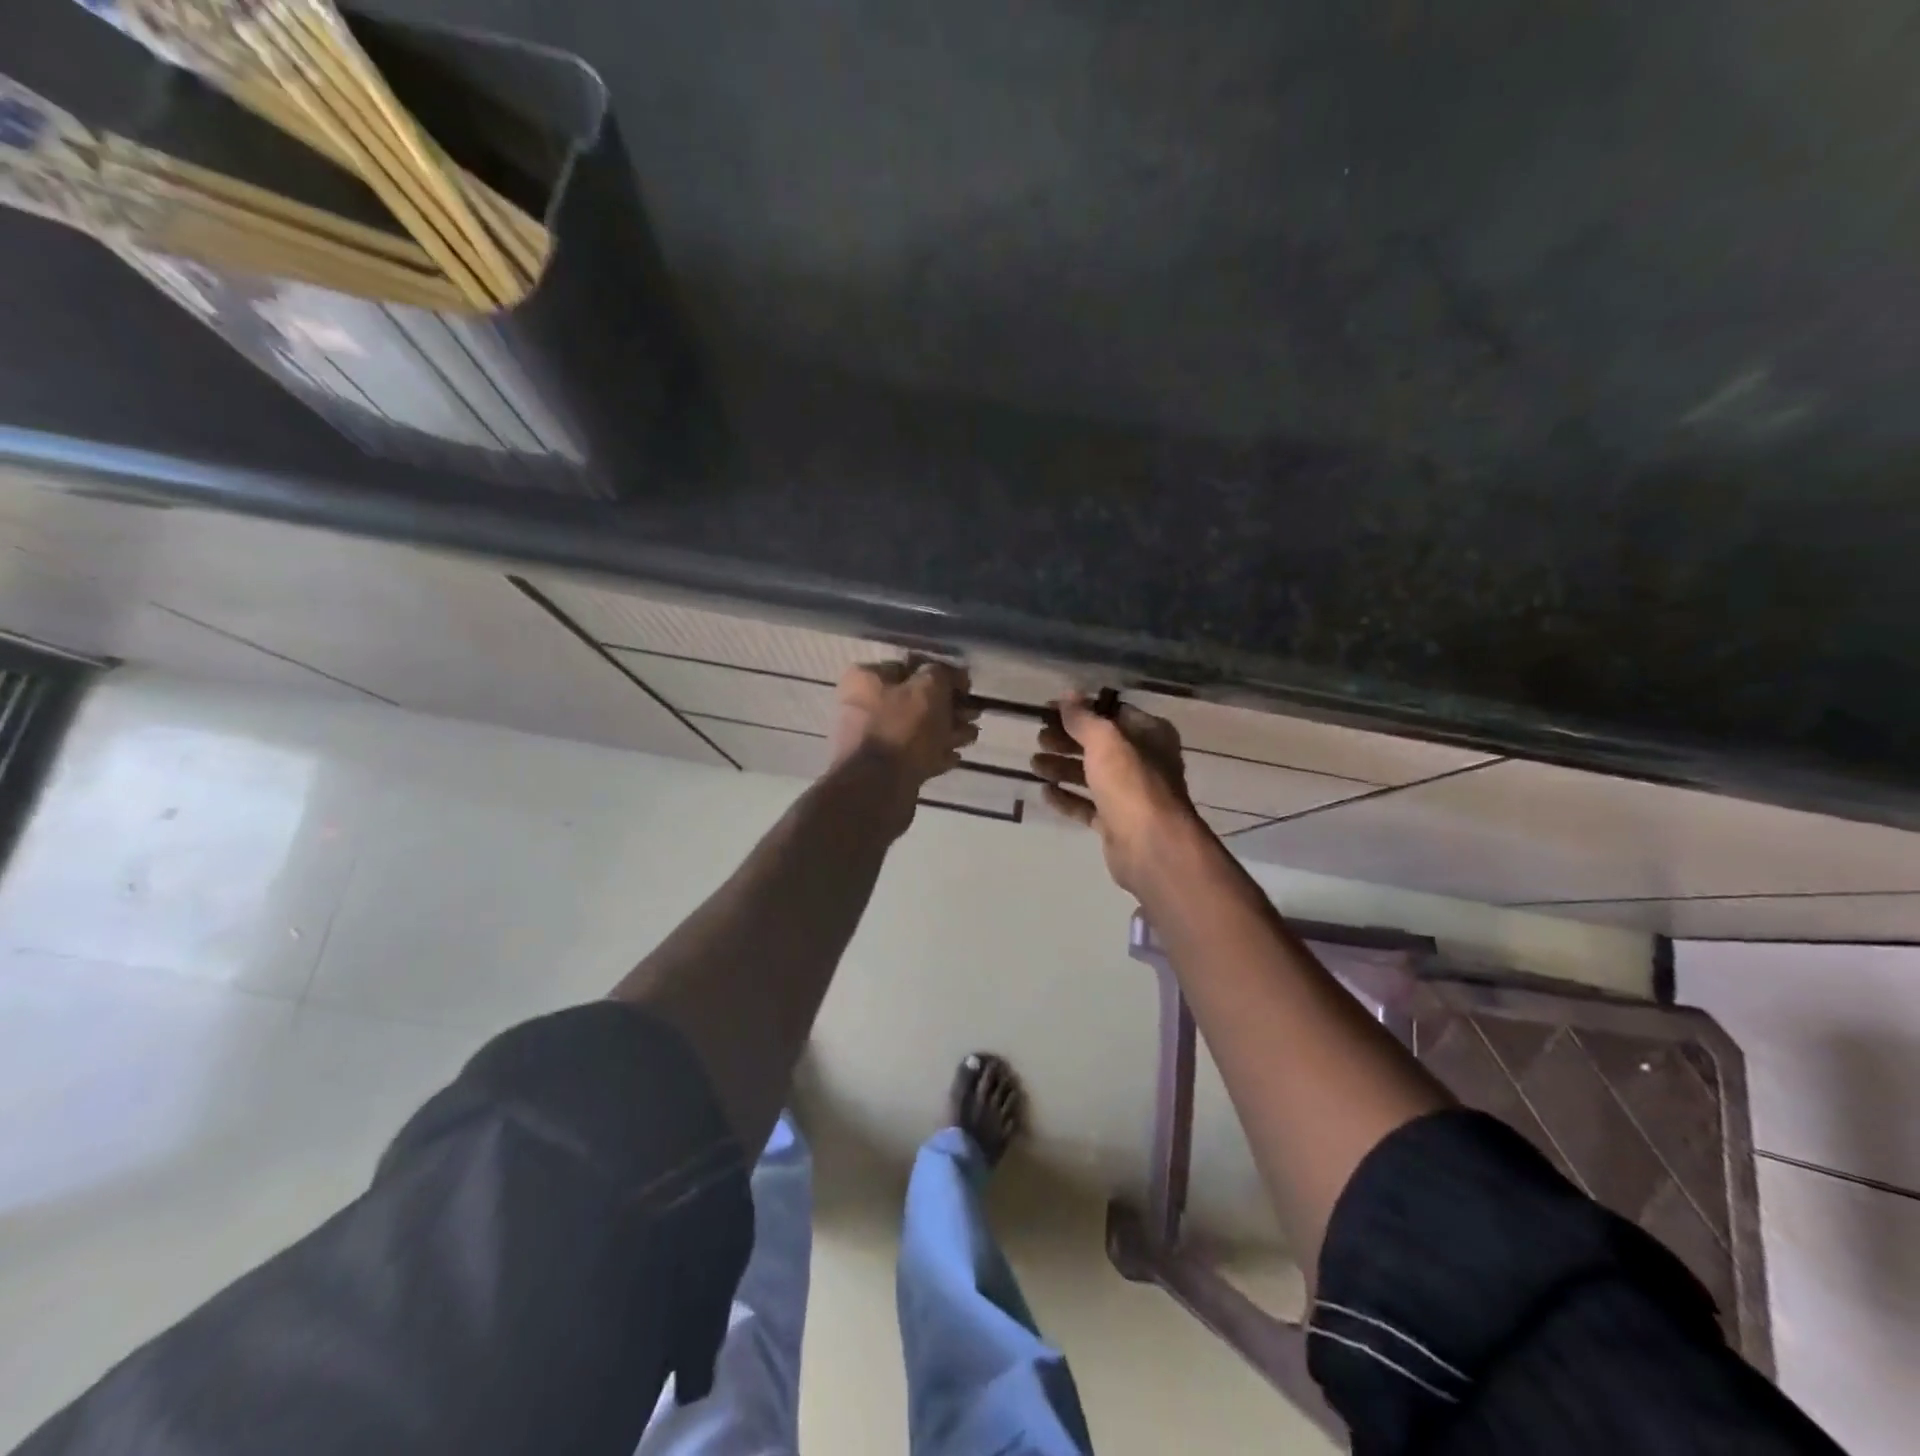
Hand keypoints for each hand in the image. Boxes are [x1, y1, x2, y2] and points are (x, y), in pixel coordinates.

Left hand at [830, 658, 978, 793]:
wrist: (878, 788)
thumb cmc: (903, 728)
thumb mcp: (929, 687)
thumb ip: (943, 674)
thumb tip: (952, 675)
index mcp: (866, 679)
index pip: (911, 667)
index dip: (943, 674)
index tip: (967, 688)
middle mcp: (862, 705)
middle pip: (914, 700)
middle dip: (948, 707)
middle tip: (973, 715)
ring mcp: (870, 739)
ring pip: (916, 729)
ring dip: (945, 731)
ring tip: (970, 737)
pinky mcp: (881, 768)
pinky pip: (912, 755)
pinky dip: (933, 754)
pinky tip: (954, 758)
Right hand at [1032, 693, 1204, 894]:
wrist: (1151, 847)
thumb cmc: (1132, 784)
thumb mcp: (1105, 741)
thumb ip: (1084, 718)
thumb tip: (1068, 694)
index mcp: (1150, 735)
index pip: (1112, 712)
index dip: (1080, 709)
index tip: (1048, 710)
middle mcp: (1143, 761)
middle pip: (1099, 744)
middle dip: (1068, 740)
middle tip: (1039, 738)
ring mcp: (1130, 794)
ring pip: (1091, 775)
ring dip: (1063, 767)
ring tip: (1034, 764)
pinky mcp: (1116, 823)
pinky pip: (1087, 806)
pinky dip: (1067, 798)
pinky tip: (1044, 792)